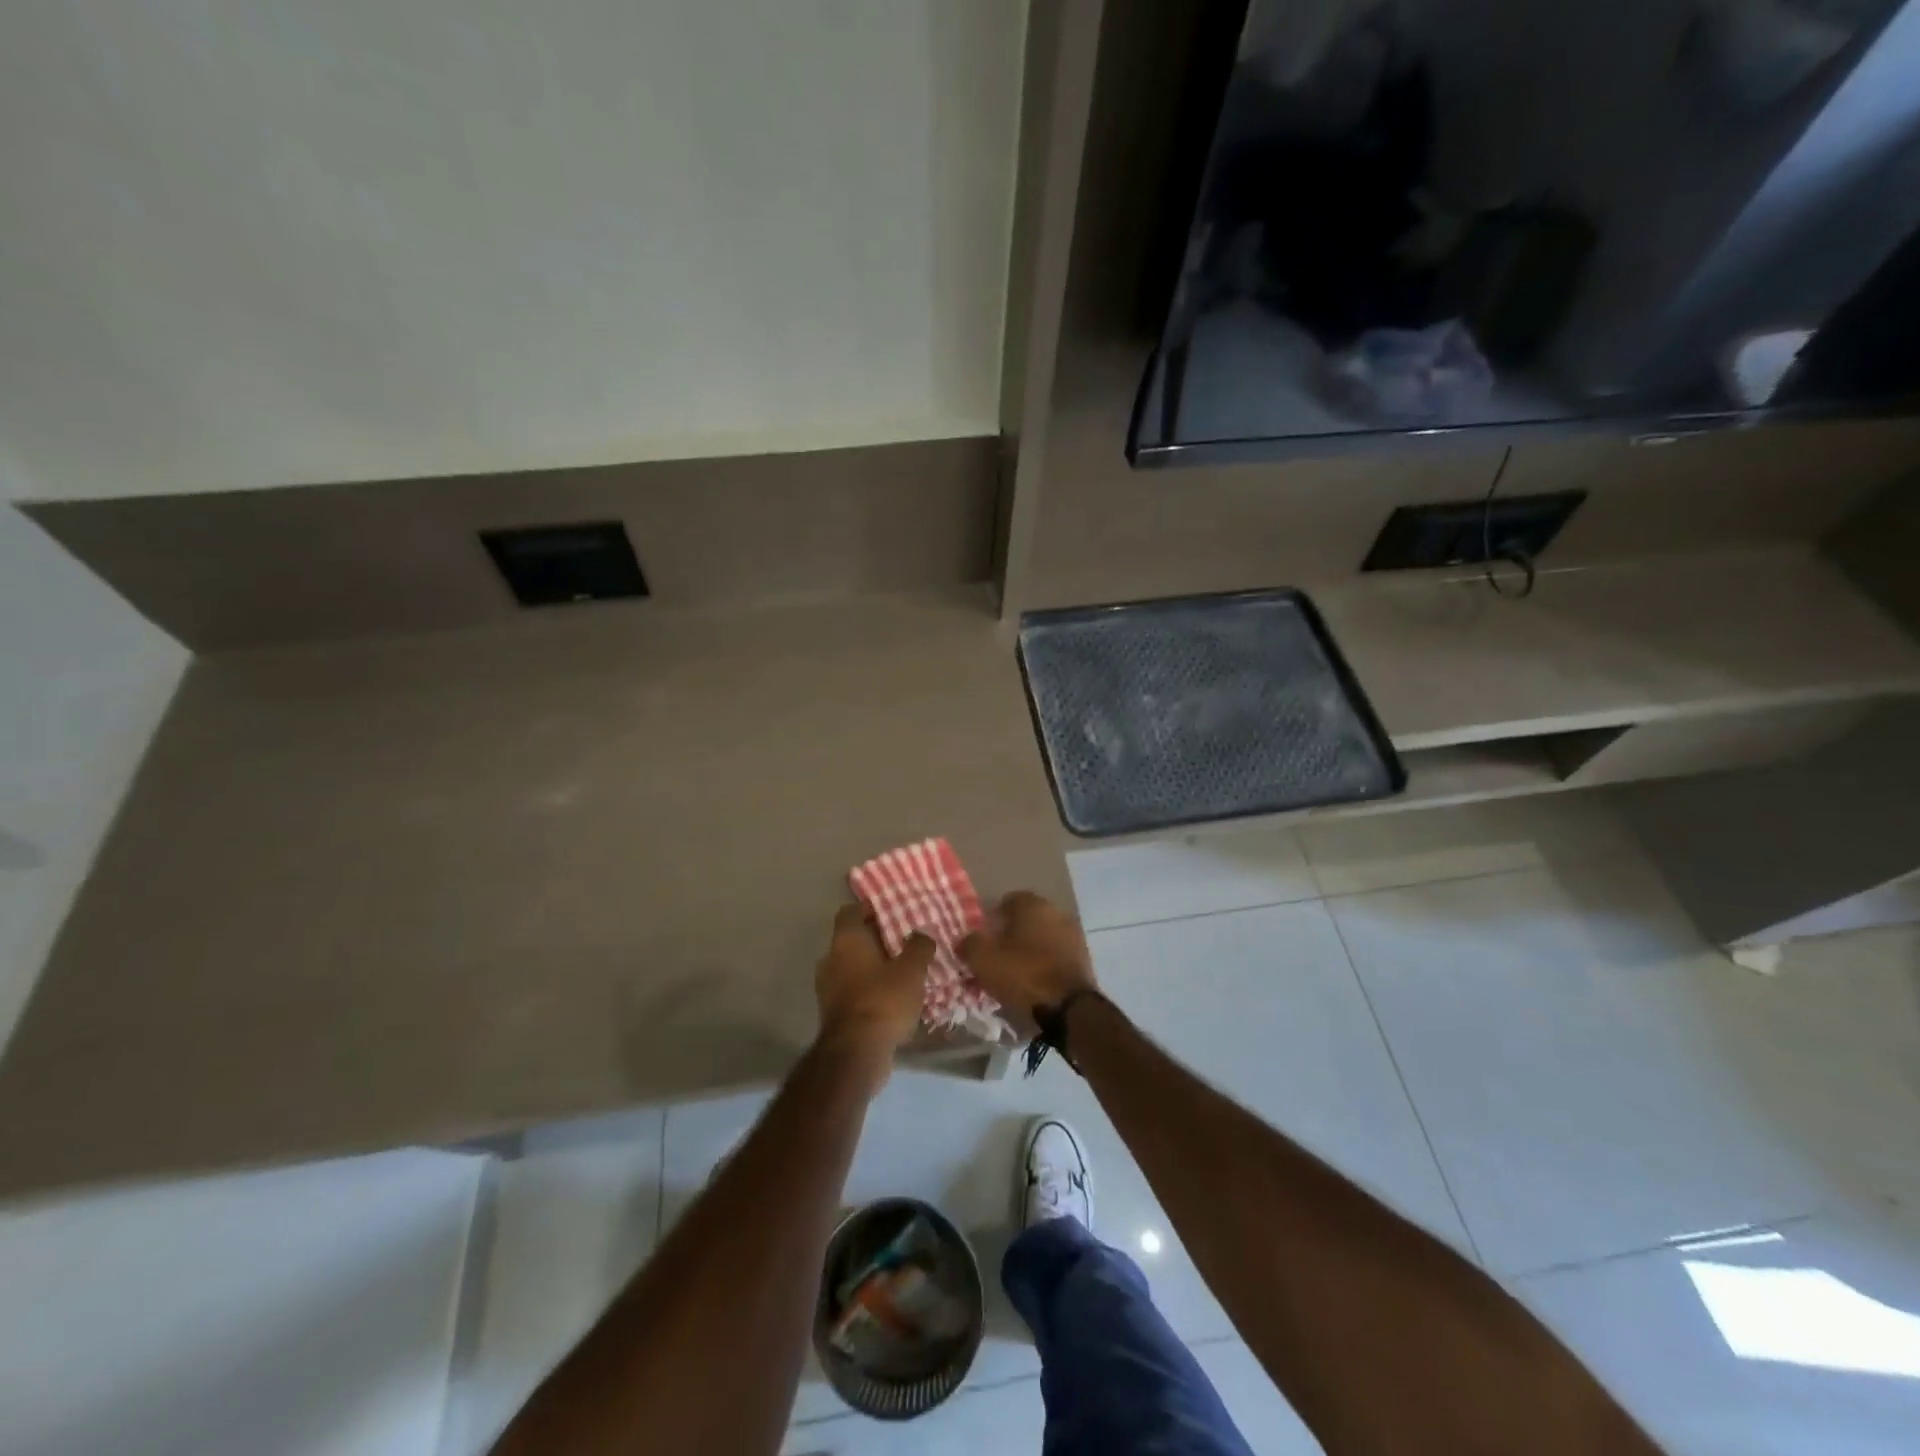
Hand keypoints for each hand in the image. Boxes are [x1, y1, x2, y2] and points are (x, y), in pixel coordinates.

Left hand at [814, 904, 933, 1063]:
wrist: (856, 1054)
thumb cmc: (883, 1000)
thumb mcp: (911, 970)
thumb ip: (919, 947)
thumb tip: (921, 934)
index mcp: (846, 941)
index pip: (850, 911)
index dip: (869, 908)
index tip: (891, 911)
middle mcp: (831, 959)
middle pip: (852, 940)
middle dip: (876, 940)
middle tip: (904, 941)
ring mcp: (828, 988)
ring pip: (852, 967)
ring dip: (873, 967)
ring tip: (902, 971)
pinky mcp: (833, 1013)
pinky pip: (853, 991)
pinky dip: (869, 990)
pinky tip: (892, 999)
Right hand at [959, 891, 1096, 1034]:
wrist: (1069, 1007)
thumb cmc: (1023, 974)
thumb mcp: (983, 959)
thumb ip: (969, 944)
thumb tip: (966, 941)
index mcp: (1032, 904)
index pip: (1007, 901)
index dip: (992, 920)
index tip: (983, 940)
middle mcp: (1055, 911)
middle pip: (1026, 920)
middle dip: (1010, 935)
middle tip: (996, 958)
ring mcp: (1073, 934)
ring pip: (1042, 938)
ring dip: (1029, 950)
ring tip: (1014, 974)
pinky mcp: (1083, 958)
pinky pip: (1056, 955)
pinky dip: (1044, 964)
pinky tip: (1034, 983)